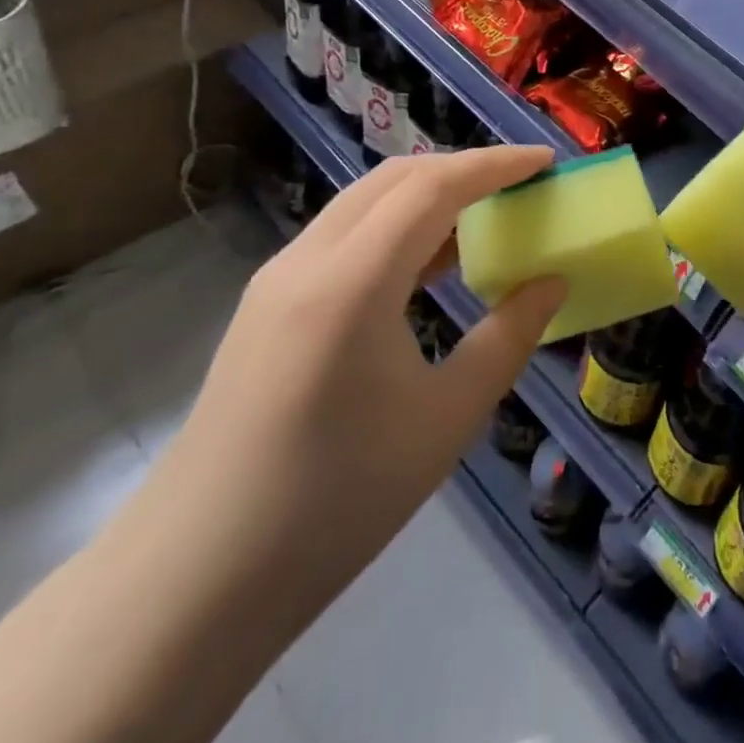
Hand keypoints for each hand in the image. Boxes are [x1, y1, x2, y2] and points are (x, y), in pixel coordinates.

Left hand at [0, 147, 569, 742]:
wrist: (194, 582)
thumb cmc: (336, 499)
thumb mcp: (447, 418)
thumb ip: (509, 337)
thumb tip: (550, 283)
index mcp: (351, 284)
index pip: (432, 187)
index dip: (495, 164)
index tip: (546, 160)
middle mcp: (306, 262)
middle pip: (394, 178)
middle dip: (463, 167)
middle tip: (520, 182)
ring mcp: (277, 280)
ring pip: (364, 202)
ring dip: (427, 193)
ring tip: (484, 214)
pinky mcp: (266, 305)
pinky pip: (343, 235)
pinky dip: (396, 225)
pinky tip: (428, 263)